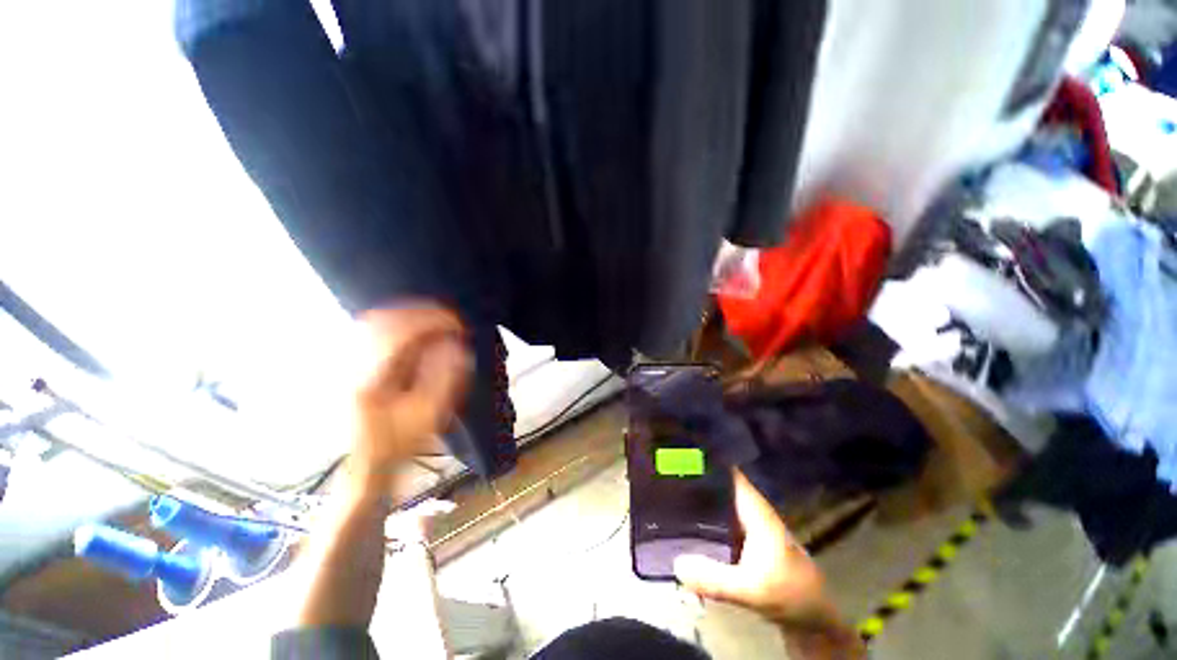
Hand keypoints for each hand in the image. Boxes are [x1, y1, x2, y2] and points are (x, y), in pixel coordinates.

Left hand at [348, 304, 470, 497]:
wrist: (368, 465)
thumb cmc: (401, 444)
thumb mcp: (429, 416)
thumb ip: (445, 378)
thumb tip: (456, 346)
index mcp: (373, 380)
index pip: (402, 334)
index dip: (434, 323)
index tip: (459, 325)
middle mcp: (355, 366)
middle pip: (386, 320)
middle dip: (423, 314)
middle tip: (451, 320)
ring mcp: (350, 364)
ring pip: (376, 321)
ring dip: (410, 315)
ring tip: (437, 320)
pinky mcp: (354, 366)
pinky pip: (373, 331)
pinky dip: (398, 323)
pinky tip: (415, 328)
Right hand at [673, 471, 837, 631]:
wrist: (815, 617)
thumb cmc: (789, 593)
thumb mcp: (751, 589)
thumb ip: (715, 578)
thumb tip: (675, 562)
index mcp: (754, 508)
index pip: (729, 471)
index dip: (708, 458)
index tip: (681, 448)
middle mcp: (750, 509)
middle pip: (720, 482)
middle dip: (696, 474)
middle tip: (665, 467)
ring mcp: (749, 524)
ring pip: (719, 499)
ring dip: (699, 493)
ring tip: (669, 486)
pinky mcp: (747, 539)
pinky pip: (719, 517)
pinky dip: (704, 513)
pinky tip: (685, 518)